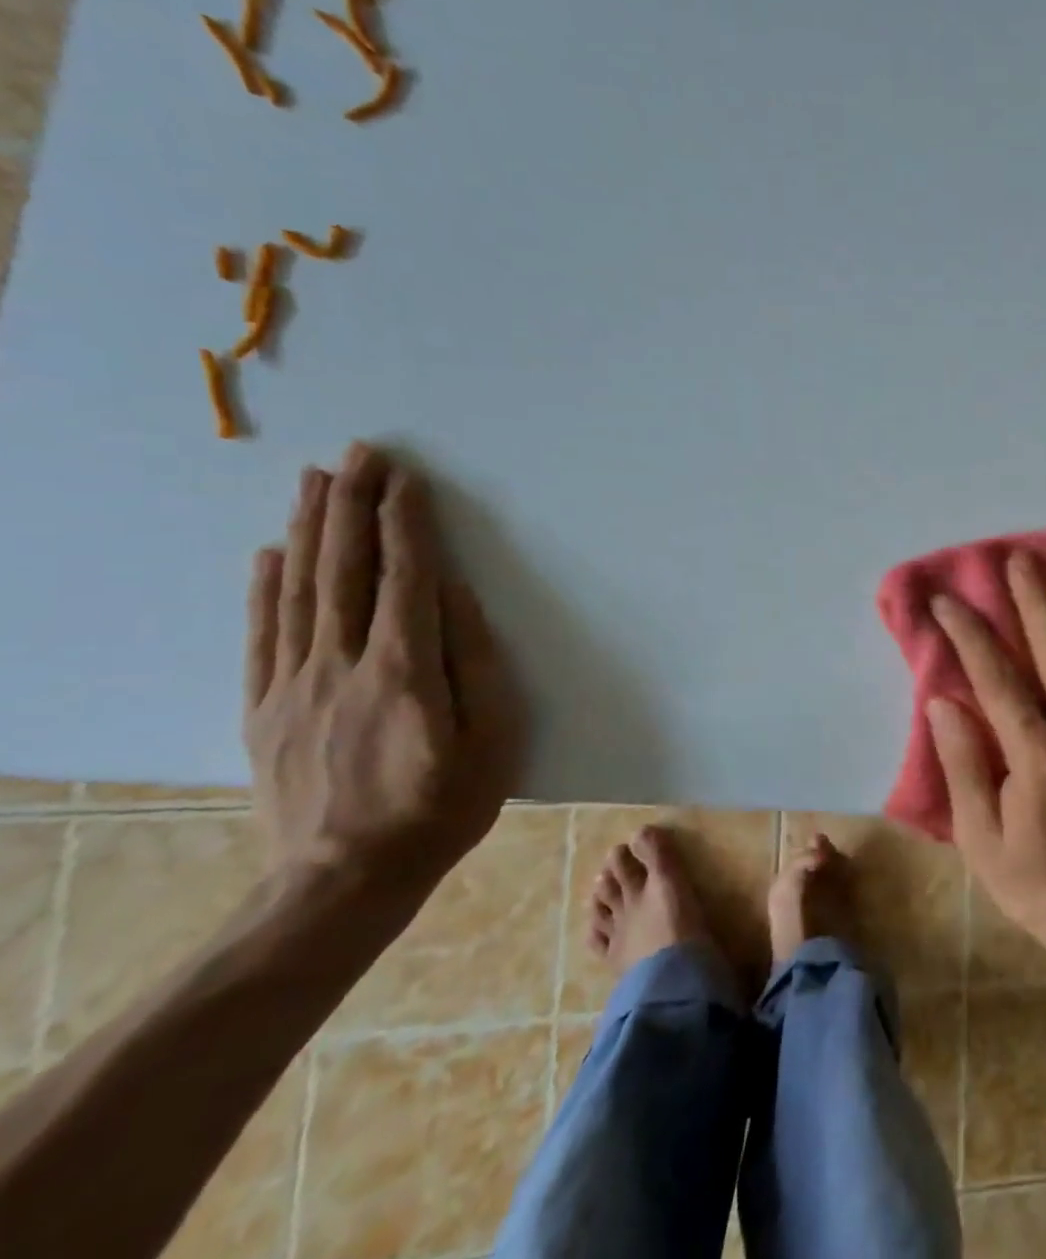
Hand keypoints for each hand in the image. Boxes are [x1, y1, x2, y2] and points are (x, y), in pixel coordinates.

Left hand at [244, 443, 524, 901]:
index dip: (405, 523)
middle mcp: (340, 663)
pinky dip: (263, 588)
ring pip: (297, 590)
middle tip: (359, 454)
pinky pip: (261, 636)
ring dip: (308, 529)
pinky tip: (268, 554)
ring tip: (314, 481)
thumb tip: (453, 595)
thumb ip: (475, 660)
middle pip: (344, 569)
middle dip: (353, 505)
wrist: (345, 881)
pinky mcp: (263, 710)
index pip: (404, 576)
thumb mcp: (494, 737)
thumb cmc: (443, 806)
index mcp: (404, 669)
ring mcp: (293, 685)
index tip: (406, 478)